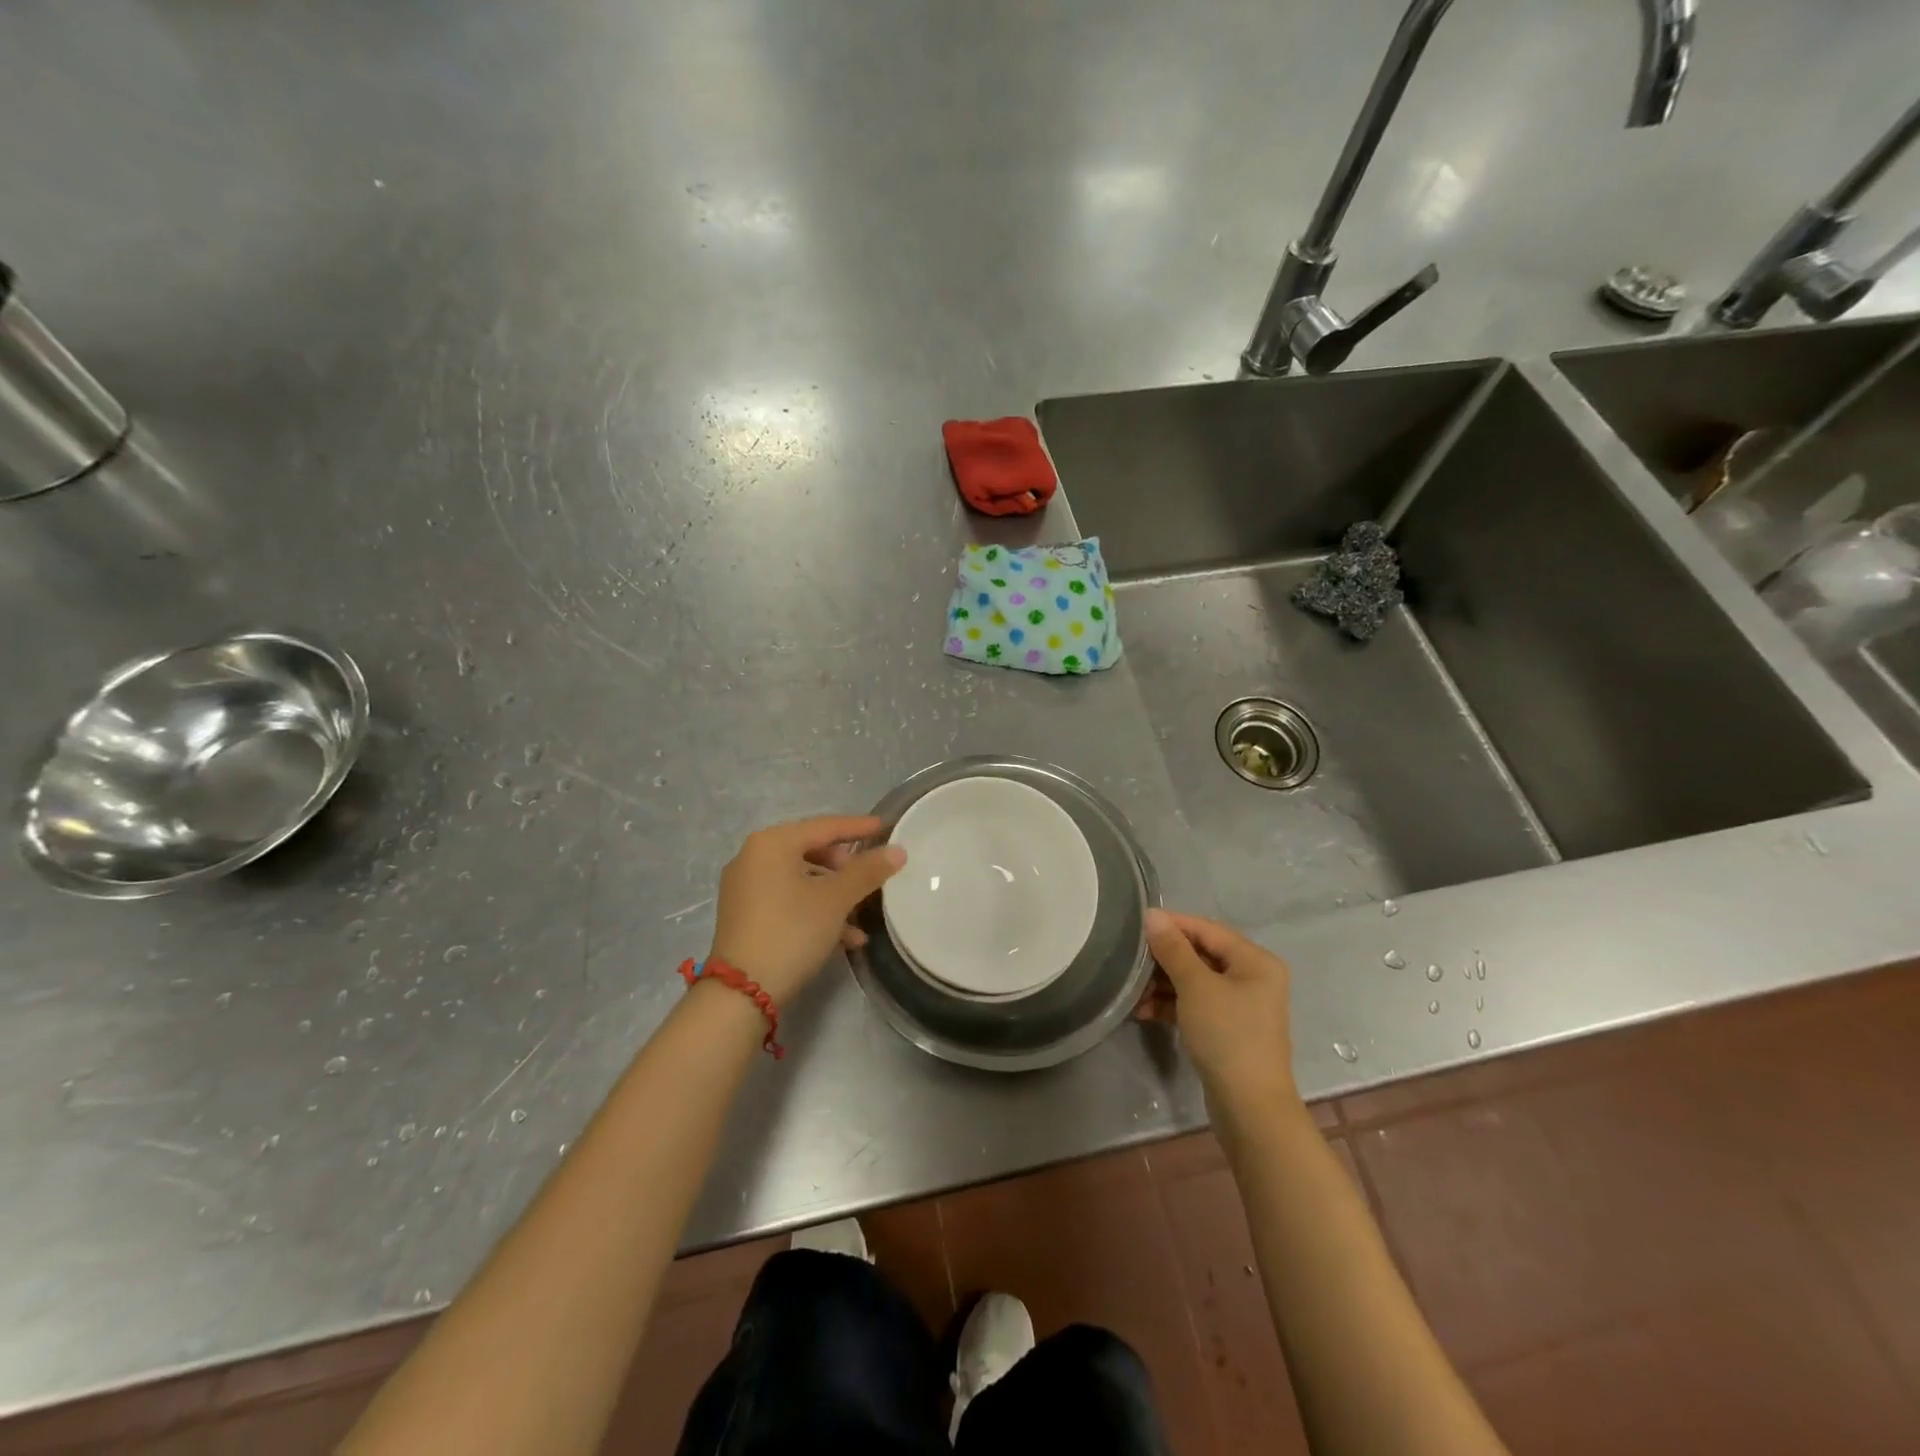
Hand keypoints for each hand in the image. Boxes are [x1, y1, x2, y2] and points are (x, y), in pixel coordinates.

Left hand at [709, 816, 904, 1004]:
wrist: (742, 993)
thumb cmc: (792, 932)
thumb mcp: (836, 900)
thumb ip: (867, 871)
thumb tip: (897, 850)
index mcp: (772, 843)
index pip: (824, 826)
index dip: (858, 827)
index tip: (885, 827)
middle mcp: (753, 857)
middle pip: (811, 851)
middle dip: (845, 867)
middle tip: (869, 877)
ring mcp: (745, 887)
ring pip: (801, 879)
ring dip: (834, 895)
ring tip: (861, 915)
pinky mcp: (744, 915)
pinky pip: (787, 900)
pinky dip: (814, 910)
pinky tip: (844, 938)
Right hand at [1136, 909, 1298, 1110]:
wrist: (1250, 1107)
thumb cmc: (1227, 1035)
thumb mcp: (1195, 986)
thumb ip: (1173, 949)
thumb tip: (1152, 915)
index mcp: (1255, 961)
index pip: (1208, 930)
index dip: (1173, 925)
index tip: (1137, 926)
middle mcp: (1253, 978)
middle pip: (1201, 955)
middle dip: (1164, 959)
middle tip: (1130, 962)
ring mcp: (1241, 1006)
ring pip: (1195, 982)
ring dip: (1163, 984)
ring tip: (1133, 992)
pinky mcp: (1228, 1030)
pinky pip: (1196, 1005)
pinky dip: (1172, 1005)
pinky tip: (1144, 1012)